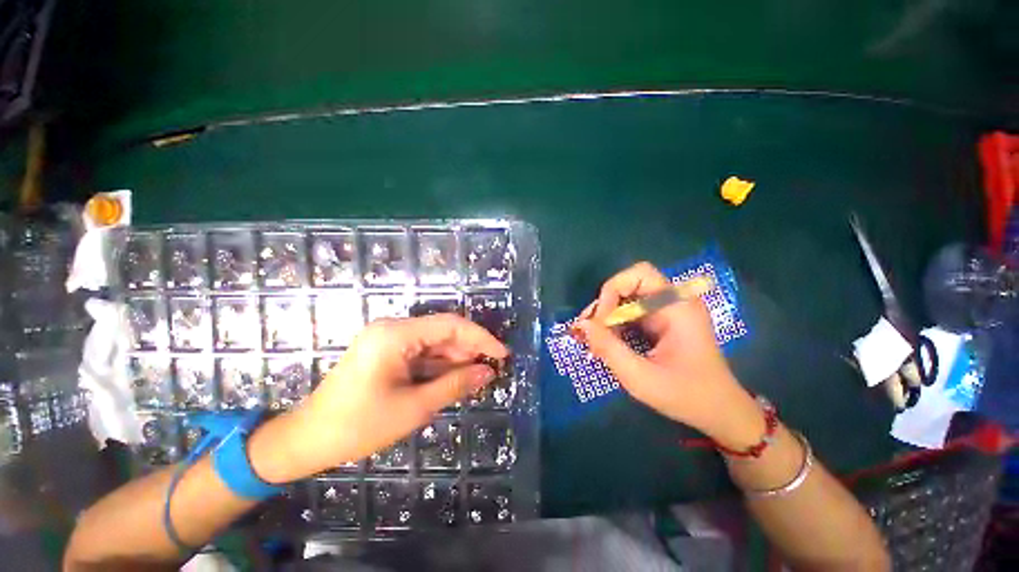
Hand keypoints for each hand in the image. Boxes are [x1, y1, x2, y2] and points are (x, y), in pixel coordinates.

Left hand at [250, 314, 507, 482]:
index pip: (451, 325)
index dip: (481, 338)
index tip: (502, 354)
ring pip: (434, 342)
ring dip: (456, 358)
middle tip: (492, 369)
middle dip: (469, 349)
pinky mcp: (386, 351)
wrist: (306, 440)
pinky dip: (440, 364)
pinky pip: (421, 352)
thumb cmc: (358, 426)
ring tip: (478, 376)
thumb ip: (454, 386)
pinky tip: (455, 377)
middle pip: (443, 331)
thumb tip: (488, 373)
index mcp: (396, 334)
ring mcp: (388, 339)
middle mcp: (393, 328)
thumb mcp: (414, 407)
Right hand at [573, 262, 764, 448]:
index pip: (639, 274)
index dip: (613, 290)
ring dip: (606, 316)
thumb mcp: (642, 378)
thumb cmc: (686, 396)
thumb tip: (582, 325)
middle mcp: (674, 302)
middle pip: (629, 285)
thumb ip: (609, 349)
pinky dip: (614, 324)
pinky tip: (605, 342)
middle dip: (605, 305)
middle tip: (588, 331)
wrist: (720, 412)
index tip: (600, 322)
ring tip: (592, 339)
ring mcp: (668, 311)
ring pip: (626, 299)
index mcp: (677, 307)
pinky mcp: (661, 322)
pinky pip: (631, 312)